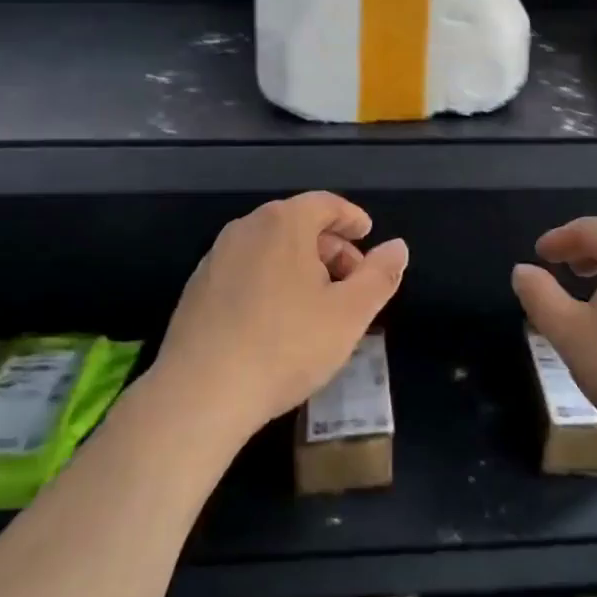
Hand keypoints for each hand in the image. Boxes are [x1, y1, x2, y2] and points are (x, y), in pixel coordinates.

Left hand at [155, 193, 408, 440]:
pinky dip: (271, 280)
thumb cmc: (286, 346)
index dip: (351, 217)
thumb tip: (398, 247)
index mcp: (284, 223)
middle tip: (352, 279)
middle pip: (298, 223)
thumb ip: (380, 276)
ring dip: (300, 265)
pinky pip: (246, 270)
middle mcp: (246, 228)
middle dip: (330, 246)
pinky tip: (278, 320)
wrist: (200, 393)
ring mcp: (216, 257)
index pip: (326, 203)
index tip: (367, 234)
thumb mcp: (349, 314)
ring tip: (319, 302)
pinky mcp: (198, 288)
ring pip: (270, 248)